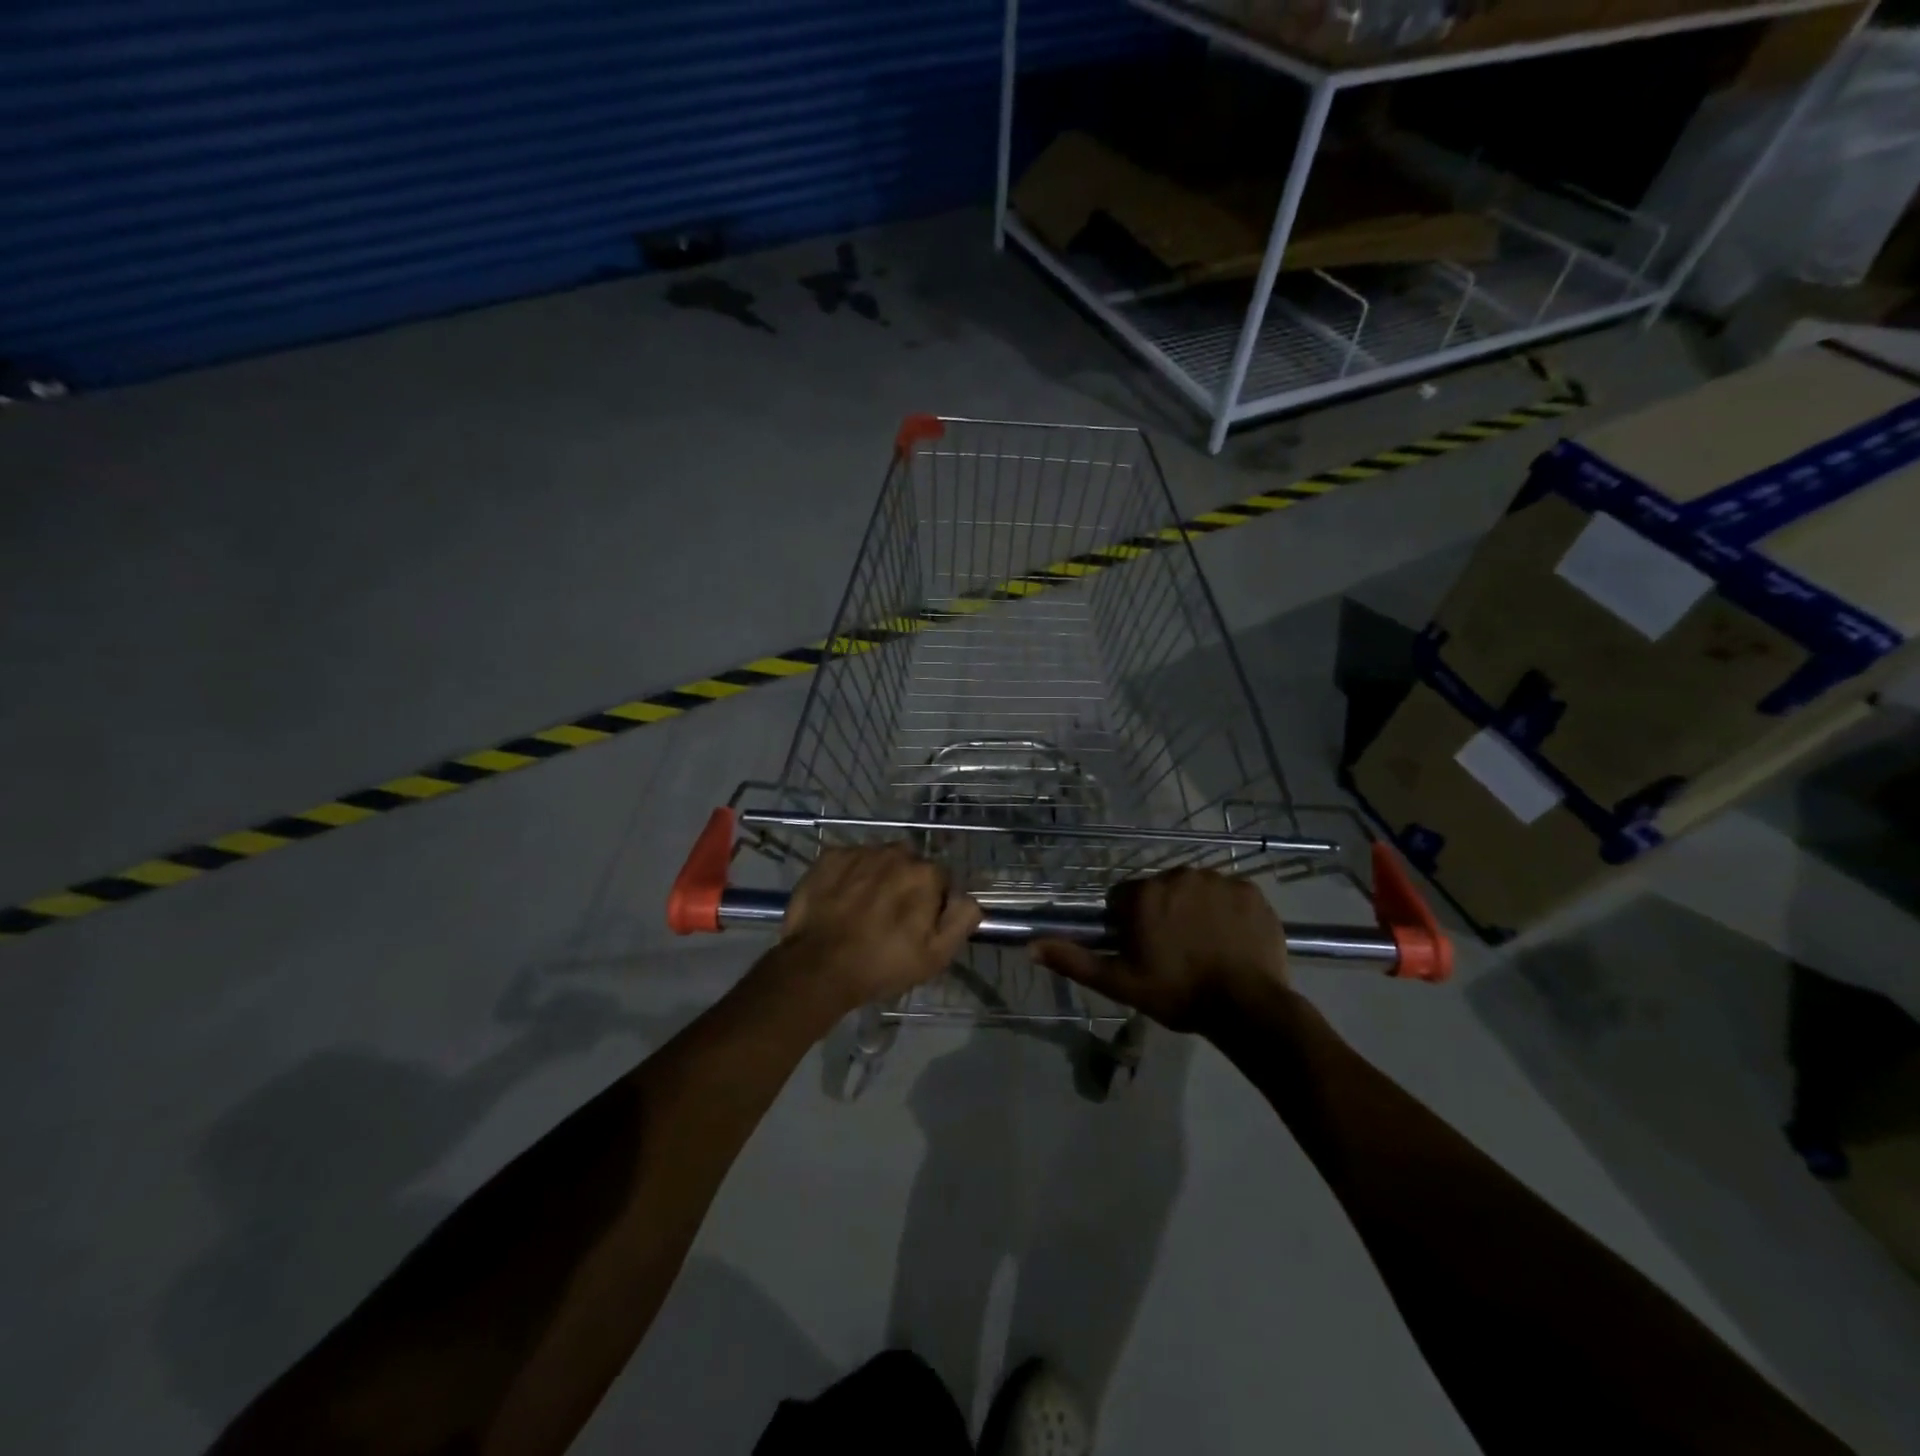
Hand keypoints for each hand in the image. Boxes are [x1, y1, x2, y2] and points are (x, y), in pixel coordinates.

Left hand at [780, 844, 982, 1015]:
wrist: (818, 967)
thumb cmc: (882, 964)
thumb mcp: (937, 955)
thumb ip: (961, 919)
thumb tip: (967, 897)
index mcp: (925, 873)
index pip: (940, 879)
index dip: (932, 902)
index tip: (918, 925)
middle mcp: (895, 852)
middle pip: (909, 865)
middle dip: (905, 884)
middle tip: (890, 917)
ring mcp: (859, 852)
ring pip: (878, 860)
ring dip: (877, 877)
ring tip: (863, 909)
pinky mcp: (829, 857)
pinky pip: (849, 861)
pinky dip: (849, 876)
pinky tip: (841, 900)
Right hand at [1033, 869, 1287, 1031]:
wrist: (1247, 1006)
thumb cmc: (1177, 993)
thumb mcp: (1119, 982)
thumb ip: (1074, 960)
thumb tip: (1031, 946)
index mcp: (1144, 895)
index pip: (1123, 899)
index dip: (1128, 924)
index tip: (1142, 951)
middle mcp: (1178, 875)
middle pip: (1161, 891)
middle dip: (1163, 915)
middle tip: (1174, 953)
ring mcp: (1218, 880)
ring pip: (1195, 890)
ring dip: (1195, 911)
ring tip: (1206, 948)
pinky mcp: (1250, 891)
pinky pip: (1230, 895)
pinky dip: (1227, 912)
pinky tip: (1231, 941)